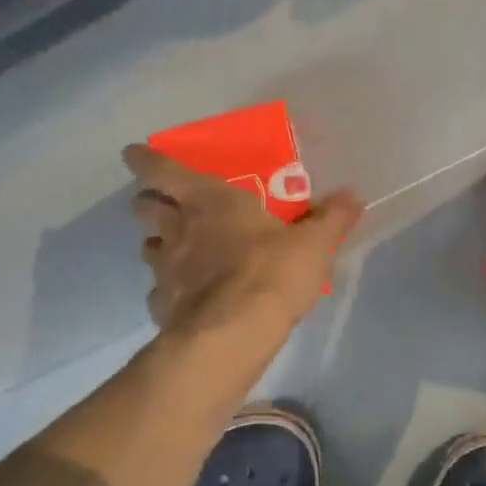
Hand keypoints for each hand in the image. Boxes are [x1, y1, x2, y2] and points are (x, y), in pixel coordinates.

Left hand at [123, 145, 361, 339]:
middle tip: (164, 207)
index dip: (145, 159)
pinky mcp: (162, 305)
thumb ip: (331, 219)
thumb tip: (353, 196)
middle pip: (144, 207)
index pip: (161, 169)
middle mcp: (177, 228)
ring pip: (147, 248)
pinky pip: (159, 292)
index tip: (133, 153)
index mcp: (208, 200)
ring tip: (176, 253)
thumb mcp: (313, 244)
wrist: (234, 332)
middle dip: (149, 203)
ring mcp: (164, 269)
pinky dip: (168, 291)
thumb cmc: (271, 272)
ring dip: (157, 245)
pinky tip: (186, 299)